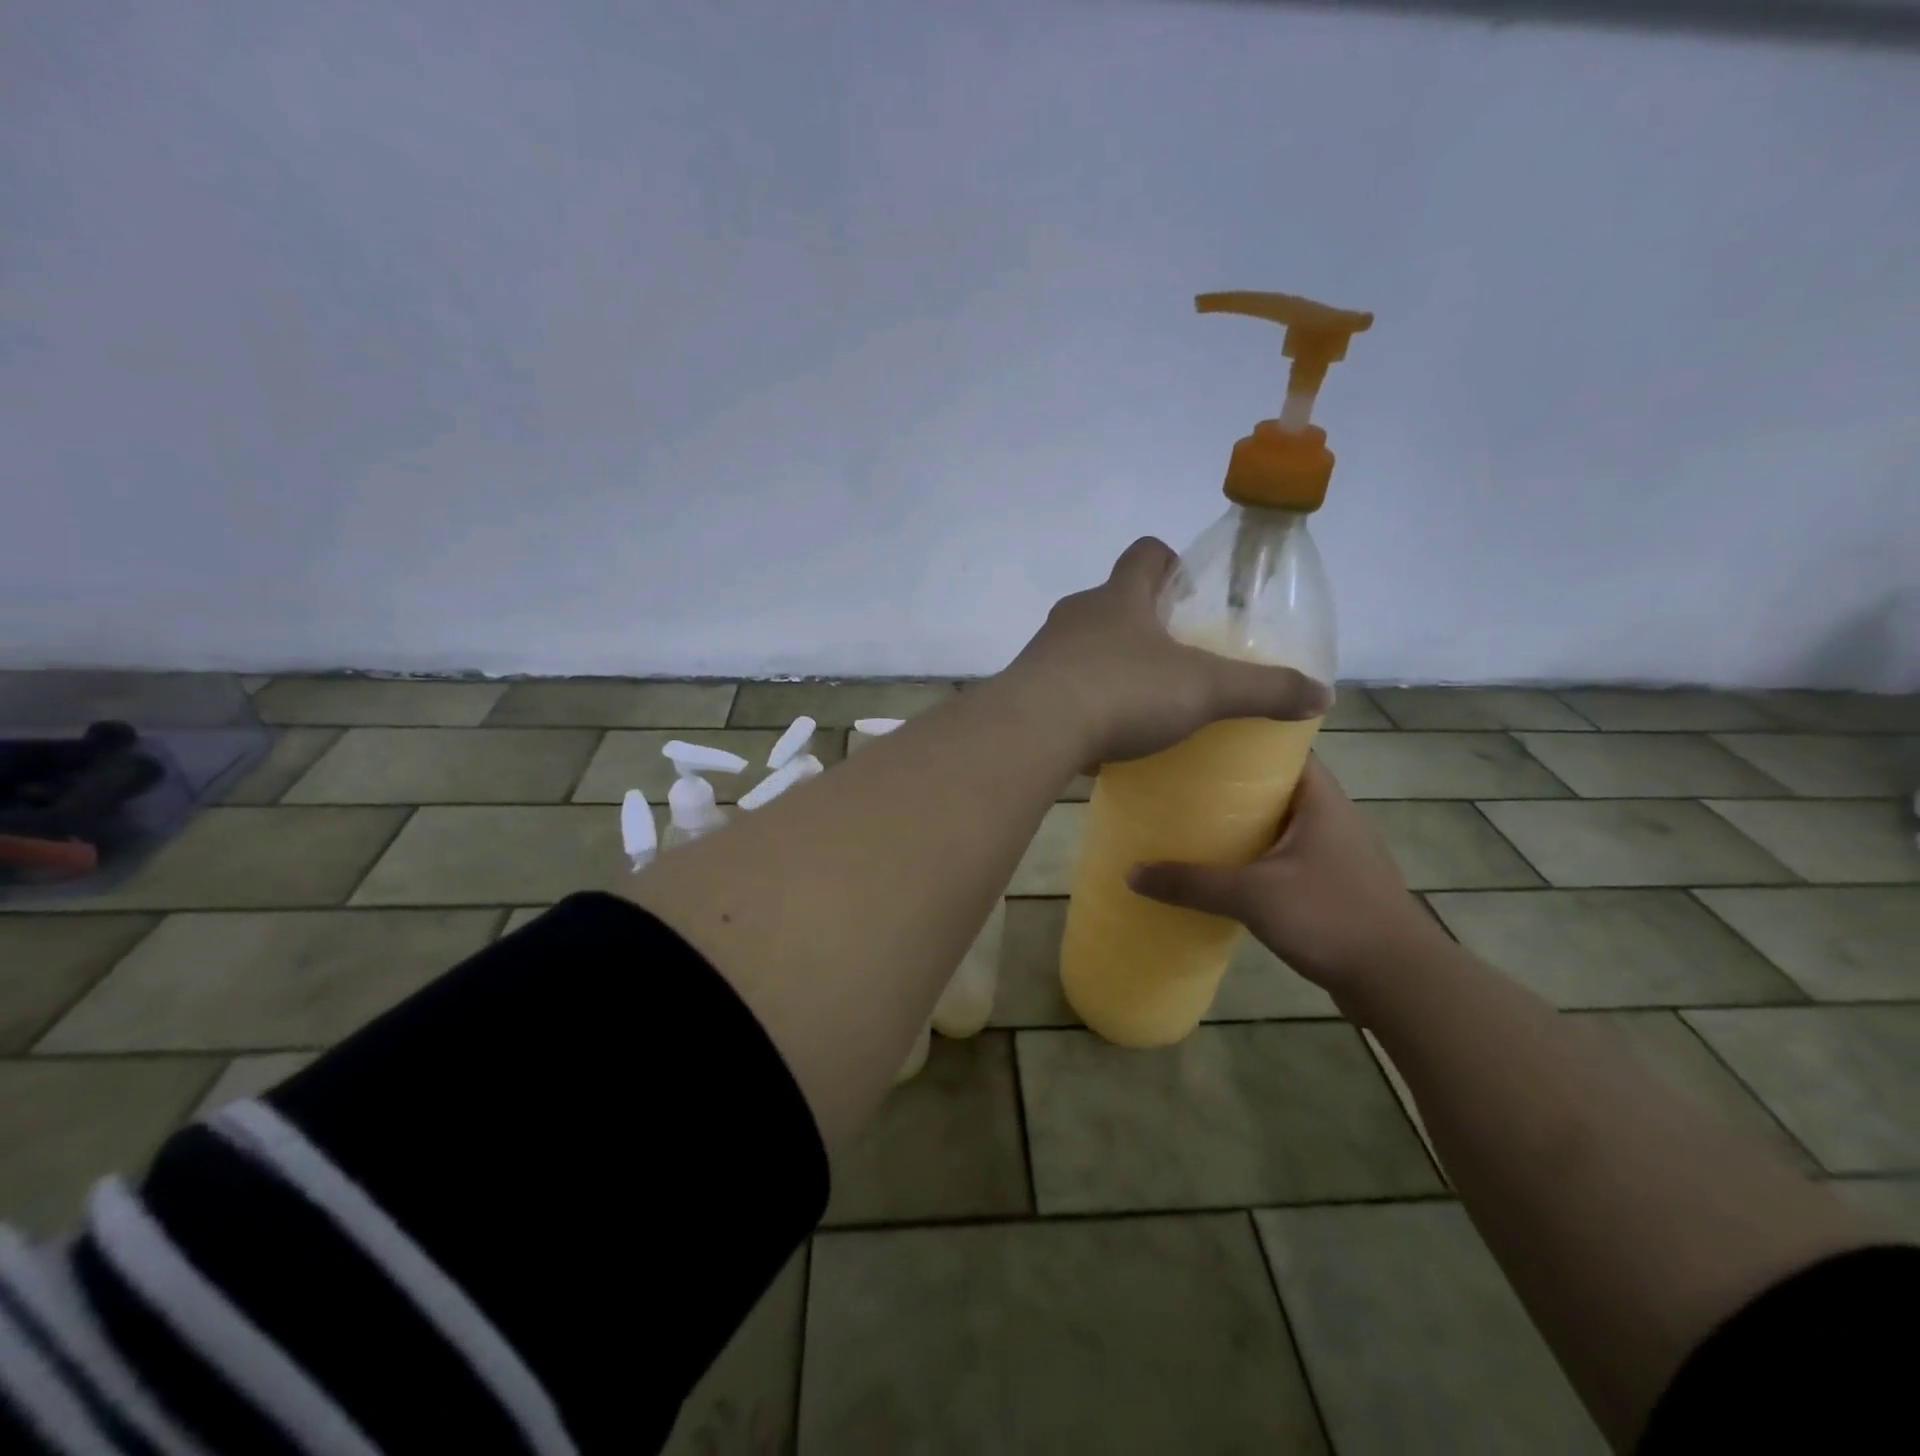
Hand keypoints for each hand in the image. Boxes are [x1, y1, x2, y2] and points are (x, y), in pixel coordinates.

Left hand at [1004, 537, 1329, 767]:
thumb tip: (1322, 696)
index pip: (1145, 553)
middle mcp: (1077, 614)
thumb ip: (1263, 690)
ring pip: (1083, 643)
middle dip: (1142, 619)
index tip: (1188, 587)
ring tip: (1139, 698)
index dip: (1169, 561)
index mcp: (1120, 597)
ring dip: (1110, 661)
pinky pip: (1061, 684)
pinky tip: (1101, 733)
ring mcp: (1045, 650)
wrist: (1034, 730)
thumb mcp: (1205, 691)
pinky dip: (1083, 699)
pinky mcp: (1026, 688)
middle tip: (1174, 653)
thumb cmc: (1123, 692)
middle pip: (1113, 599)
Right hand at [1126, 755, 1446, 1007]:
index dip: (1244, 740)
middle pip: (1275, 785)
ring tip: (1192, 821)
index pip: (1283, 748)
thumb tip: (1131, 873)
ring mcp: (1334, 852)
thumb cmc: (1331, 916)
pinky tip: (1223, 868)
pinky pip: (1285, 855)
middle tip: (1182, 781)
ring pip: (1279, 823)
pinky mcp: (1332, 884)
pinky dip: (1256, 854)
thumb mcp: (1253, 896)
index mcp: (1320, 800)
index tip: (1200, 741)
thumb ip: (1193, 884)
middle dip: (1232, 784)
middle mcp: (1331, 817)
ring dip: (1243, 822)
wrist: (1398, 981)